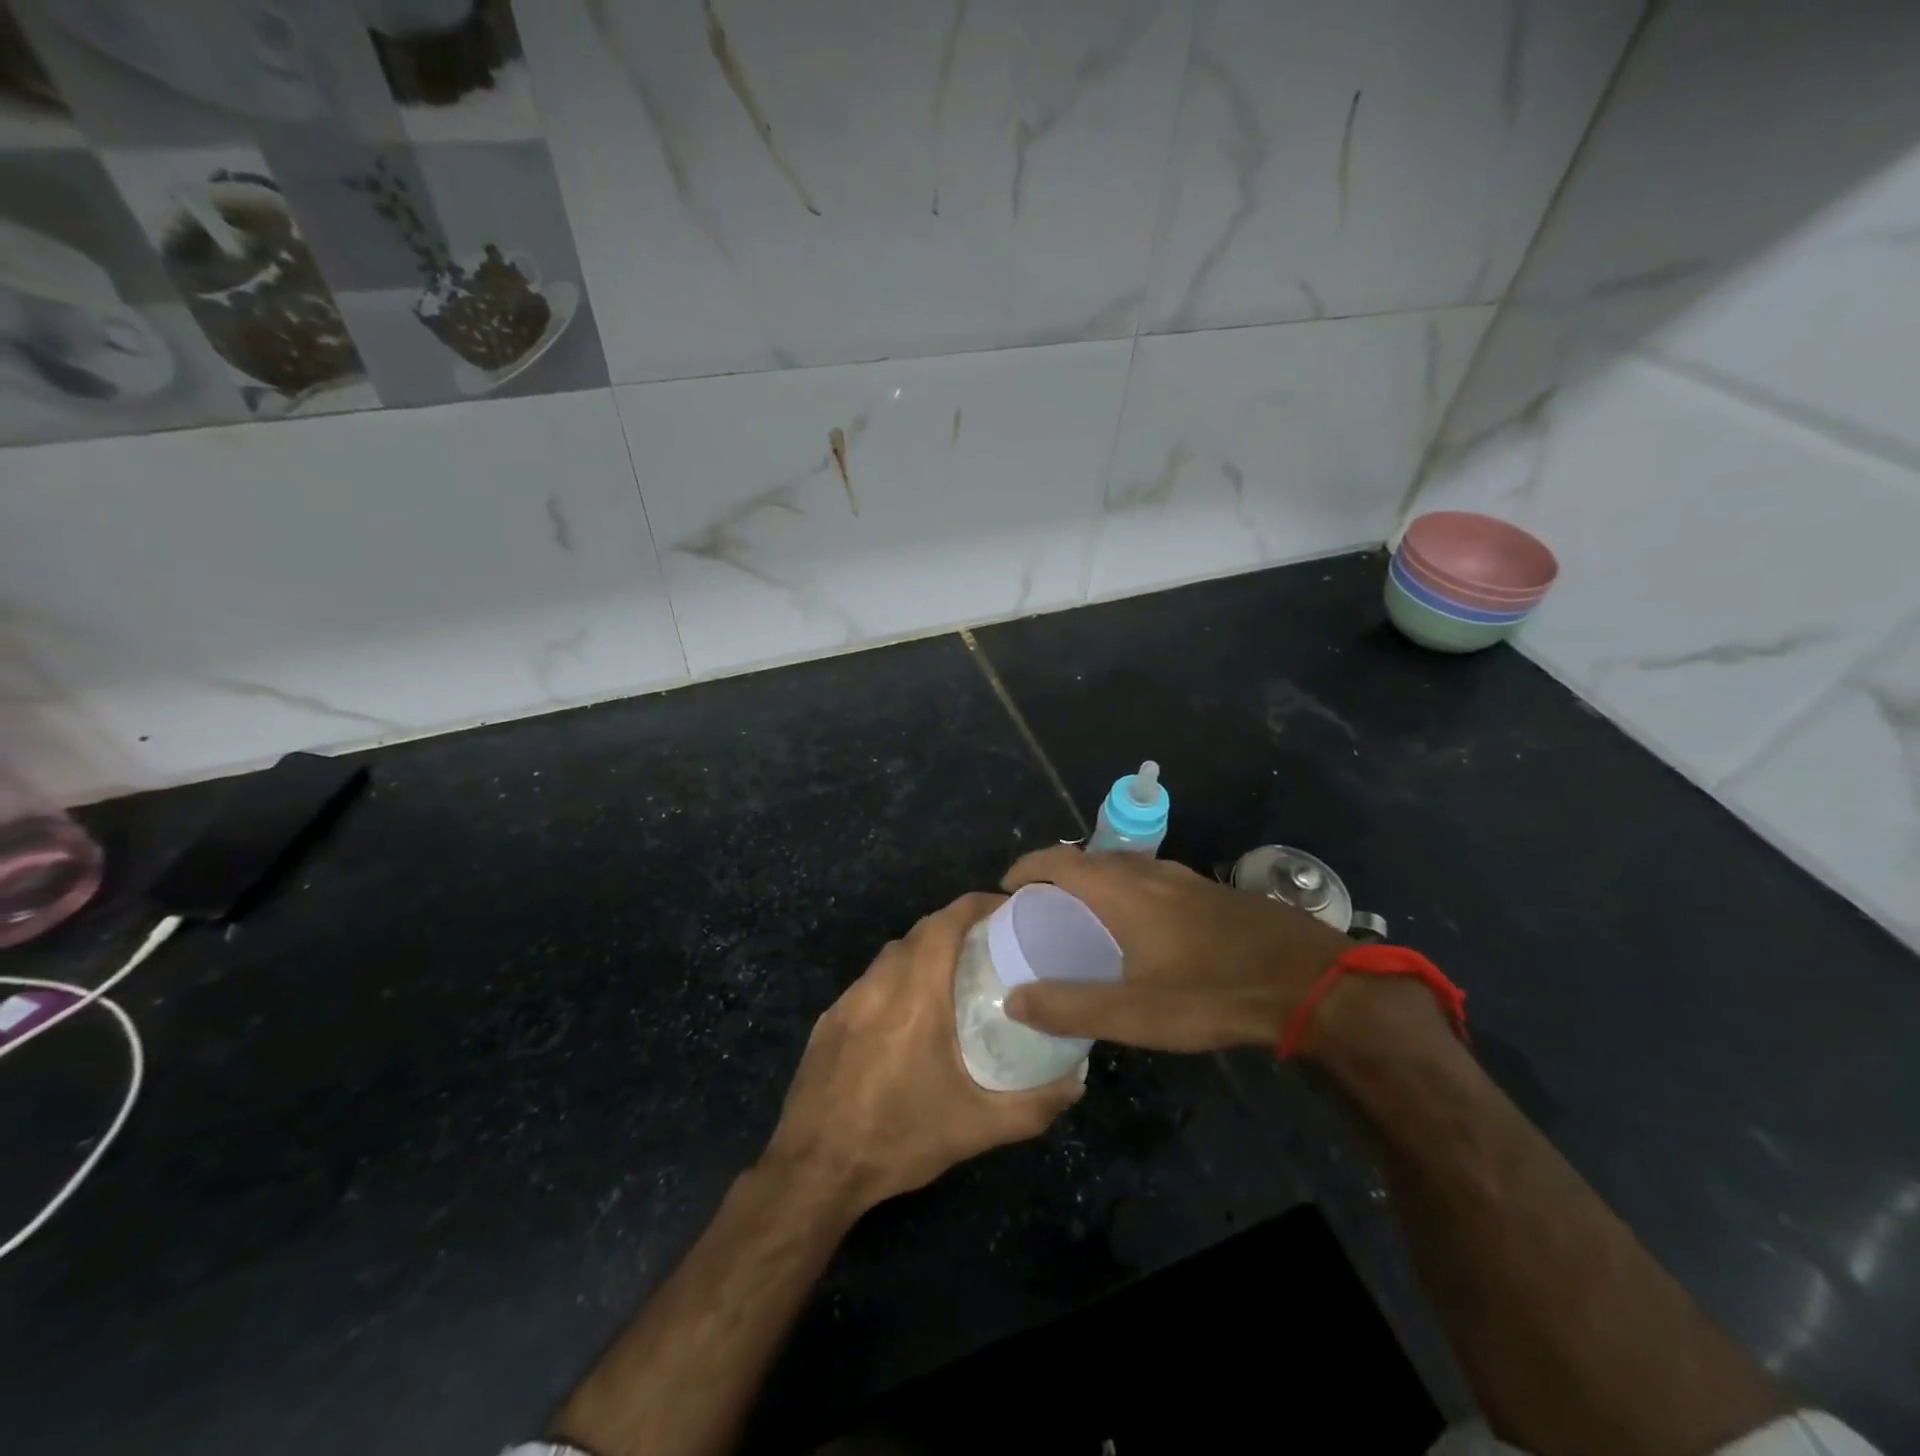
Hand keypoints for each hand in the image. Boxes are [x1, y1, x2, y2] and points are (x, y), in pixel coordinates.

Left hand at [762, 892, 1083, 1213]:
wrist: (814, 1170)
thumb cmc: (898, 1138)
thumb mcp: (975, 1129)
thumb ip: (1032, 1105)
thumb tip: (1076, 1080)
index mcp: (915, 993)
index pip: (946, 922)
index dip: (977, 905)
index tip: (1008, 909)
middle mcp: (879, 983)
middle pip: (920, 932)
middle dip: (956, 926)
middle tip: (992, 946)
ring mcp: (847, 1000)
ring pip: (892, 955)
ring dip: (924, 952)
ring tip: (955, 976)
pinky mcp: (829, 1020)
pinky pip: (870, 982)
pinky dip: (896, 979)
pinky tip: (908, 1016)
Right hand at [998, 846, 1352, 1052]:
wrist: (1309, 981)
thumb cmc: (1213, 992)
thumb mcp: (1135, 1012)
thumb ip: (1070, 1006)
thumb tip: (1014, 999)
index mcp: (1123, 890)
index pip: (1059, 860)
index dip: (1027, 867)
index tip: (1005, 887)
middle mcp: (1150, 872)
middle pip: (1090, 859)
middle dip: (1058, 875)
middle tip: (1039, 909)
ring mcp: (1185, 878)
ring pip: (1125, 868)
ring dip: (1095, 883)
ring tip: (1083, 918)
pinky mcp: (1212, 892)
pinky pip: (1152, 880)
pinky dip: (1127, 893)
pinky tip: (1141, 930)